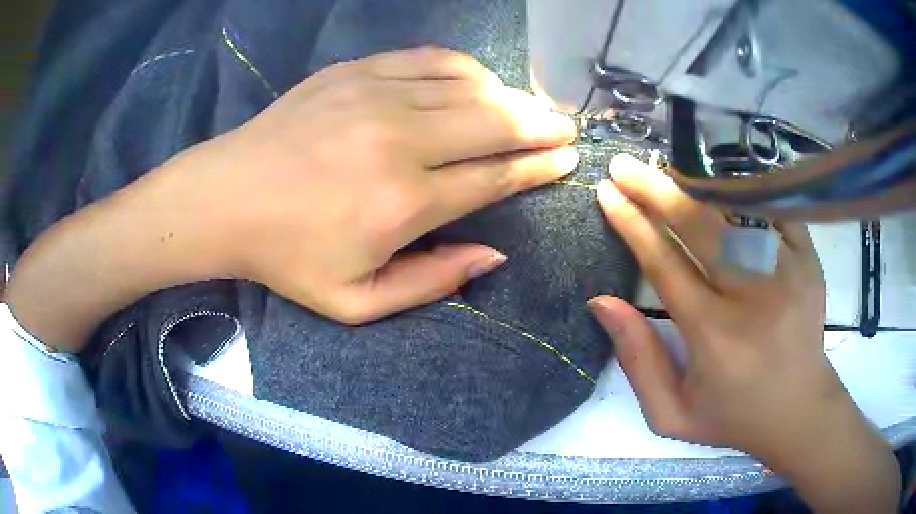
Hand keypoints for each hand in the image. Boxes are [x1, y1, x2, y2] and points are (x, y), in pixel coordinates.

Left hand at [167, 46, 577, 322]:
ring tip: (530, 108)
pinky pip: (430, 60)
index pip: (495, 177)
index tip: (567, 160)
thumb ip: (431, 282)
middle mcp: (400, 141)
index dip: (539, 167)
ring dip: (510, 97)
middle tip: (565, 127)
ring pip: (469, 86)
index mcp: (404, 203)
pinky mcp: (356, 72)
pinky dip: (465, 69)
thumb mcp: (355, 303)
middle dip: (541, 125)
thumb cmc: (287, 257)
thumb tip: (494, 254)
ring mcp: (377, 96)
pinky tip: (478, 81)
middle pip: (495, 122)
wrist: (226, 198)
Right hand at [588, 154, 898, 512]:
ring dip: (696, 185)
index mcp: (714, 336)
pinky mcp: (808, 260)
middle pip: (700, 226)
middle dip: (656, 190)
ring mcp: (787, 271)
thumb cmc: (732, 417)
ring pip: (736, 210)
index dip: (632, 225)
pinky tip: (719, 182)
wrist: (799, 410)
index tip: (607, 194)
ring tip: (665, 169)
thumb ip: (637, 360)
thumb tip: (601, 302)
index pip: (665, 265)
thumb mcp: (671, 413)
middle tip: (625, 165)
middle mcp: (752, 297)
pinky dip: (743, 192)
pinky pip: (771, 211)